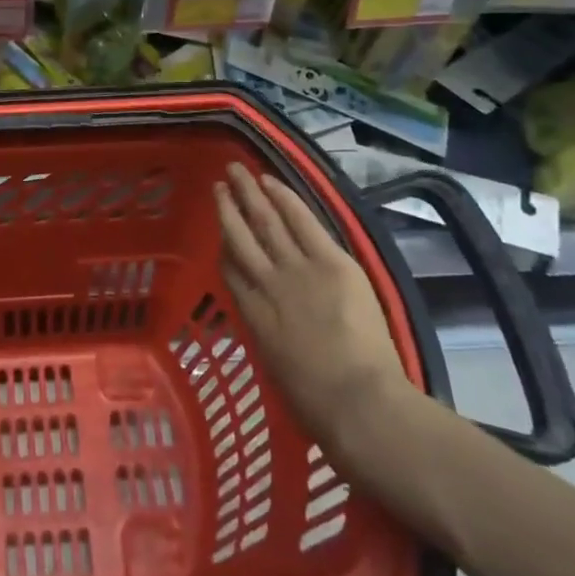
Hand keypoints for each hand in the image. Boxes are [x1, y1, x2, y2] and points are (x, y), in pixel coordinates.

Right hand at [216, 164, 410, 457]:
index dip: (223, 246)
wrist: (356, 401)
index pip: (230, 270)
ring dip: (249, 193)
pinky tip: (271, 181)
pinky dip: (284, 198)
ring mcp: (296, 269)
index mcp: (251, 315)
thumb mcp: (276, 369)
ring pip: (265, 221)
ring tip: (236, 172)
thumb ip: (269, 337)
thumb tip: (272, 325)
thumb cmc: (317, 403)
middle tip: (218, 183)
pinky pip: (302, 221)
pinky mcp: (329, 261)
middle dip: (227, 208)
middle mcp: (265, 284)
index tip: (220, 231)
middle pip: (239, 236)